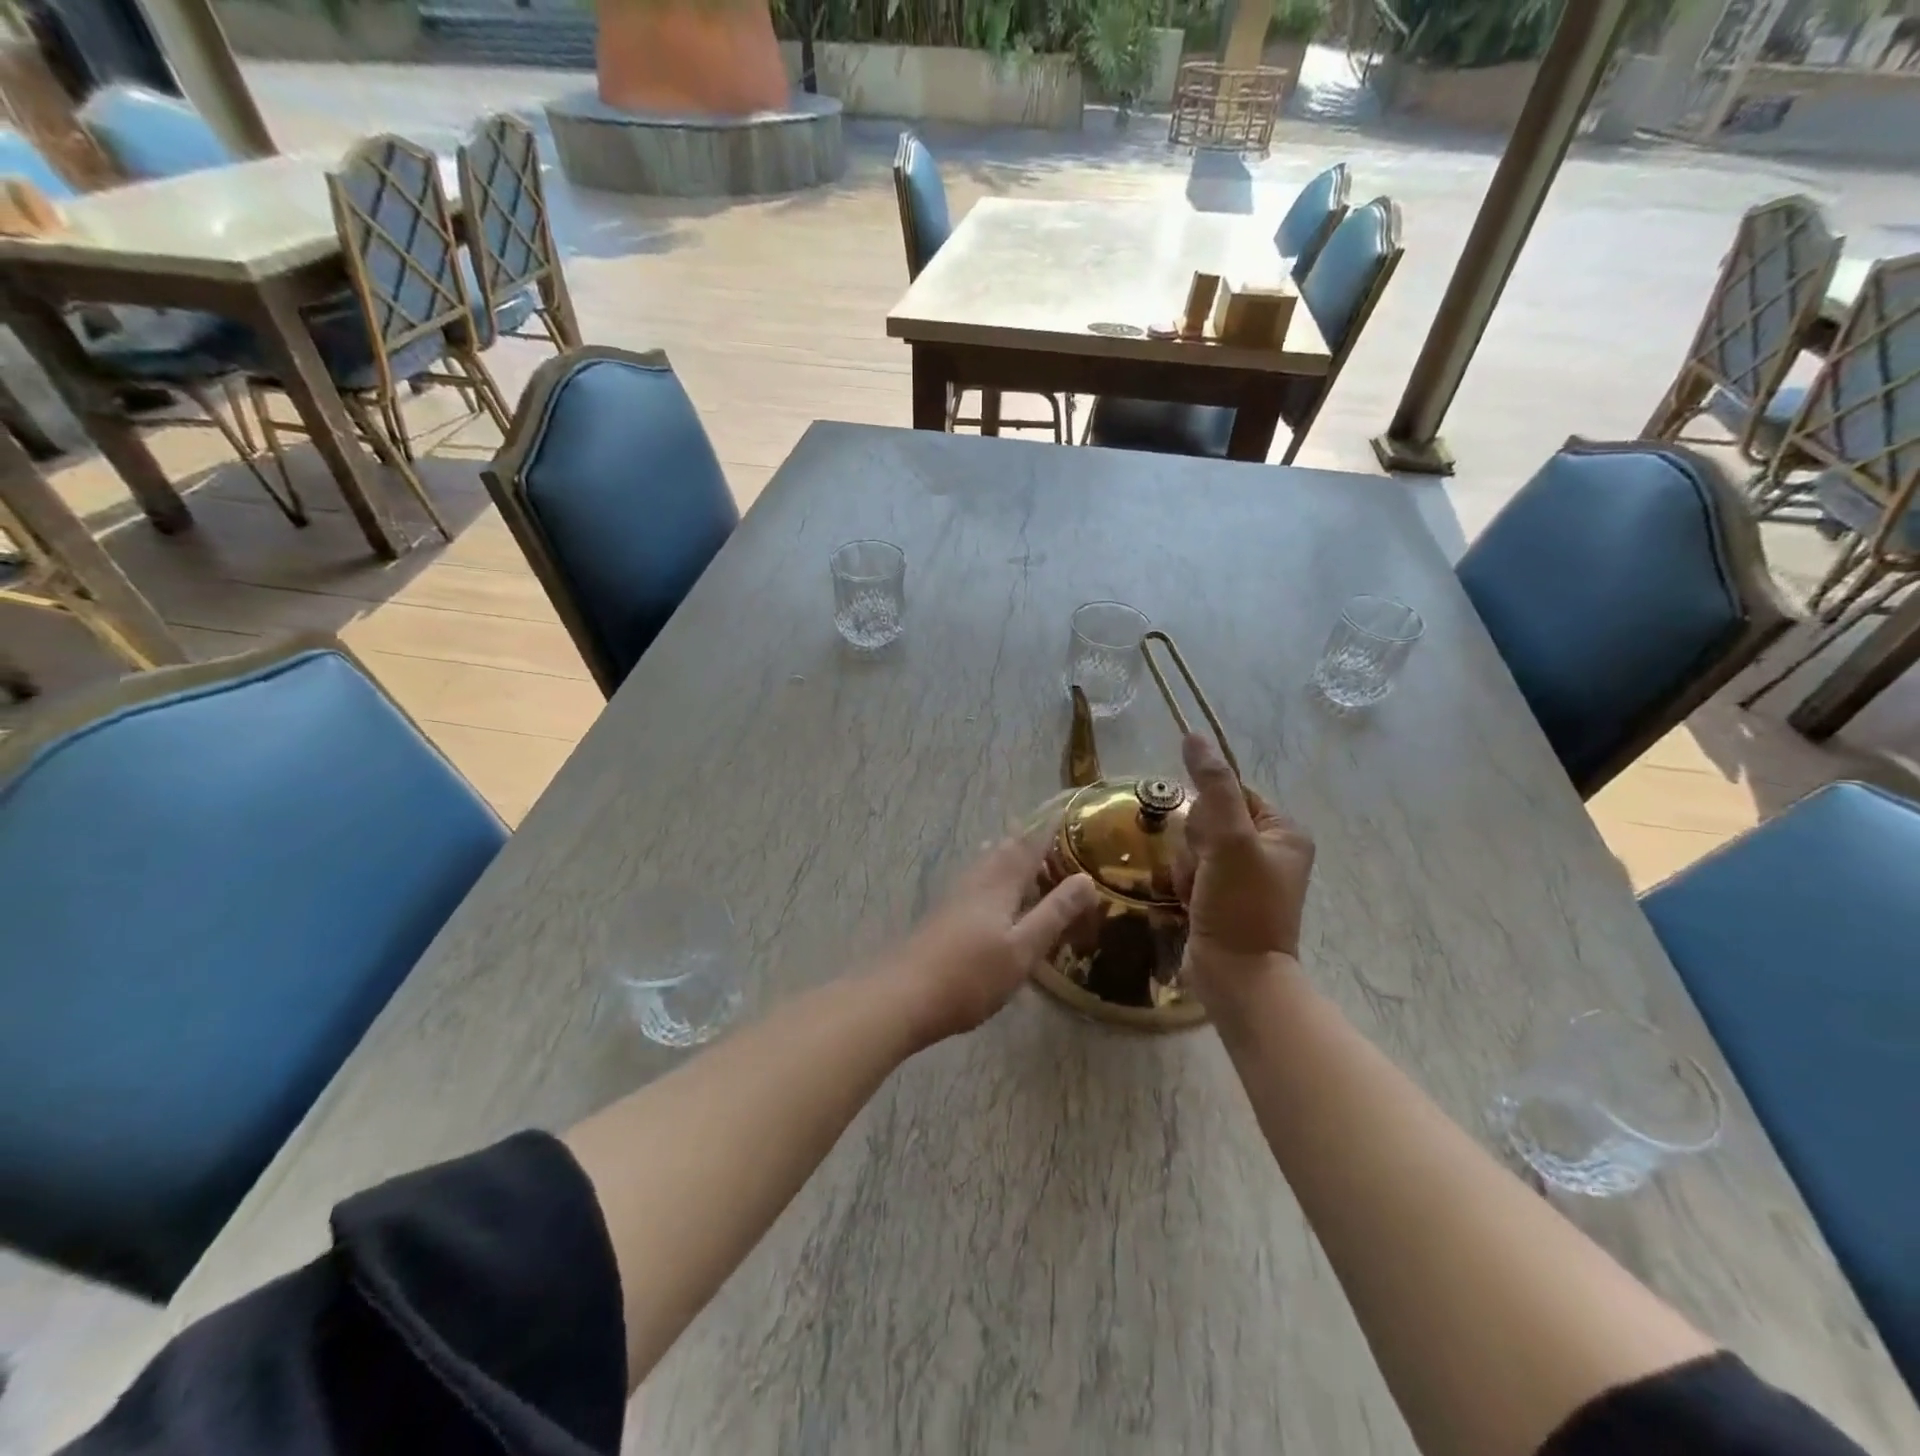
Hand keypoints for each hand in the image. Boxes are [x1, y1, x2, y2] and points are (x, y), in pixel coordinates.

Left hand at [884, 834, 1099, 1046]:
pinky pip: (975, 881)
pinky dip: (992, 876)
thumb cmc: (971, 974)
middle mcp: (976, 880)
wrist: (905, 995)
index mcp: (999, 882)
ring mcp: (955, 896)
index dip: (1047, 829)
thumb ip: (1054, 913)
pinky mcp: (943, 914)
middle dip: (1026, 840)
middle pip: (1004, 849)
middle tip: (1048, 835)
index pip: (1029, 845)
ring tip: (1022, 855)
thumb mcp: (1023, 948)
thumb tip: (1086, 879)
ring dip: (1006, 855)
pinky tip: (990, 894)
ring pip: (985, 863)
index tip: (1063, 811)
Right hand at [1175, 733, 1315, 1017]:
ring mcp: (1245, 877)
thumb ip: (1212, 786)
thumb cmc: (1241, 905)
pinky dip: (1184, 884)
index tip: (1209, 841)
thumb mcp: (1229, 839)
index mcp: (1283, 831)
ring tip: (1196, 893)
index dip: (1208, 814)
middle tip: (1205, 872)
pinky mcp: (1223, 898)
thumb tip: (1193, 735)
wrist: (1236, 977)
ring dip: (1186, 866)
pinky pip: (1191, 871)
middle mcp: (1268, 850)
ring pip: (1194, 846)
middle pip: (1208, 820)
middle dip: (1195, 845)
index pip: (1230, 793)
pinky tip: (1190, 903)